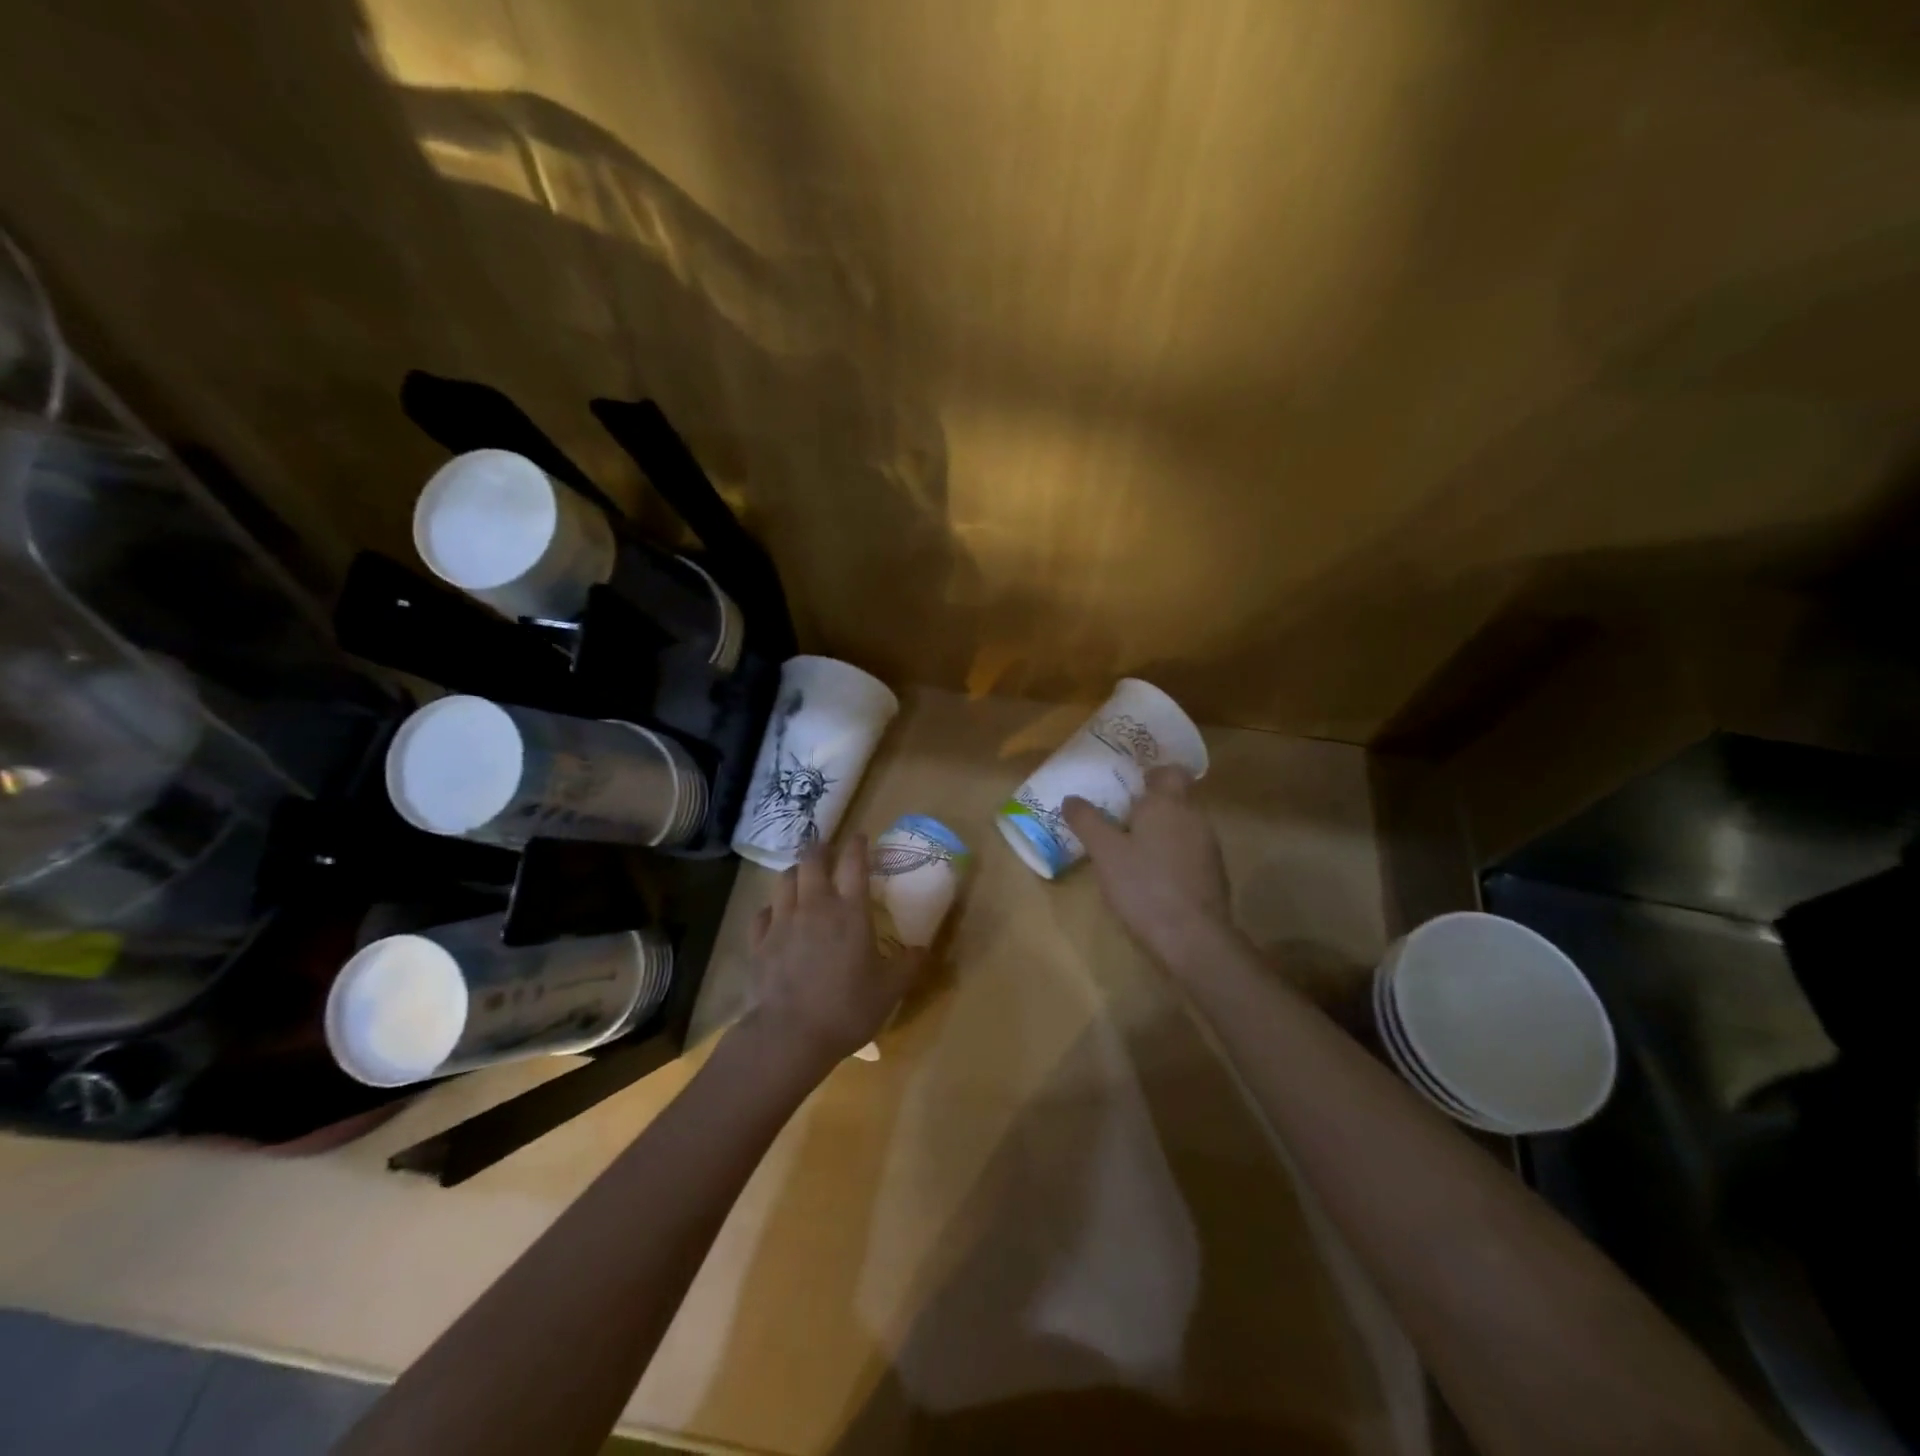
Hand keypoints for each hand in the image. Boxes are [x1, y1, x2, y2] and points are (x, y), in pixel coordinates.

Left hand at [745, 836, 925, 1068]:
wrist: (790, 1035)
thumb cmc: (847, 1008)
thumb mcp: (890, 990)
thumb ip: (909, 965)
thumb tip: (925, 949)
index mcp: (850, 911)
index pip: (854, 863)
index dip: (858, 845)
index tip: (861, 837)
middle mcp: (815, 906)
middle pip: (813, 861)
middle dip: (821, 849)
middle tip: (827, 850)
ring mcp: (782, 921)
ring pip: (785, 880)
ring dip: (796, 873)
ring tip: (802, 876)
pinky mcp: (759, 942)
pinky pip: (762, 913)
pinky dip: (771, 908)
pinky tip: (775, 915)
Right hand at [1063, 766, 1236, 968]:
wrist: (1192, 937)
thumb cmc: (1144, 885)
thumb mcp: (1105, 852)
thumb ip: (1087, 821)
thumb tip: (1071, 799)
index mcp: (1168, 803)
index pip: (1170, 771)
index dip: (1152, 774)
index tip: (1130, 784)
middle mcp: (1194, 817)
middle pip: (1176, 798)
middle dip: (1151, 805)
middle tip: (1120, 817)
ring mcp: (1209, 847)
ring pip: (1183, 826)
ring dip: (1161, 832)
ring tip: (1132, 848)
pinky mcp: (1214, 874)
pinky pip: (1190, 851)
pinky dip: (1172, 855)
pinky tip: (1152, 876)